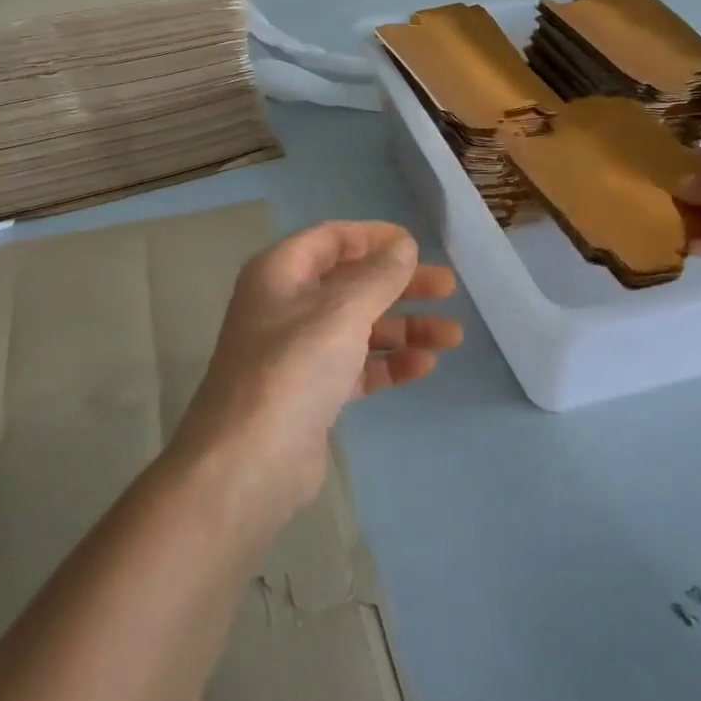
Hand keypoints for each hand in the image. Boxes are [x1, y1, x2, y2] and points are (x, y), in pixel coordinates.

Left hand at [171, 221, 460, 514]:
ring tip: (452, 335)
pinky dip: (388, 363)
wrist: (249, 463)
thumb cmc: (293, 368)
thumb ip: (378, 275)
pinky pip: (356, 365)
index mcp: (280, 272)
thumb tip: (403, 246)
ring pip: (358, 326)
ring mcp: (297, 351)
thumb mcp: (342, 311)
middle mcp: (286, 305)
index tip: (416, 246)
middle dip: (400, 284)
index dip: (374, 237)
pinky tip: (424, 365)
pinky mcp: (311, 392)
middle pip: (351, 282)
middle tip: (447, 288)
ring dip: (403, 327)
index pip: (331, 239)